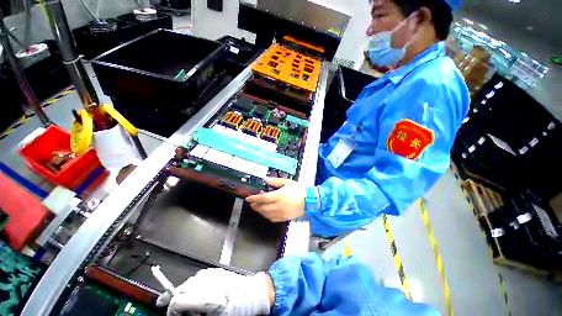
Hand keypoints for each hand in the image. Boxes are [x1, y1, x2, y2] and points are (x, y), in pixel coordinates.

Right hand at [156, 268, 271, 315]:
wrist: (253, 294)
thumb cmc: (238, 310)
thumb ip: (195, 315)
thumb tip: (181, 314)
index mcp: (208, 299)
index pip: (179, 301)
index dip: (170, 310)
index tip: (171, 315)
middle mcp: (209, 283)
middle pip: (182, 289)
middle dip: (174, 299)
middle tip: (173, 310)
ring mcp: (213, 274)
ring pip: (189, 281)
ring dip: (183, 291)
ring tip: (186, 302)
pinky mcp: (216, 270)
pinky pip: (199, 276)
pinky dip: (193, 284)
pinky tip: (197, 291)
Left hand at [246, 177, 305, 221]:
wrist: (310, 200)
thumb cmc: (299, 189)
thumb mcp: (287, 182)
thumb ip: (275, 181)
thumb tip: (265, 179)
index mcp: (278, 196)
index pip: (262, 198)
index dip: (253, 198)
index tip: (248, 198)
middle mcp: (278, 206)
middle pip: (262, 208)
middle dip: (255, 206)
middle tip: (252, 203)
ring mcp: (281, 214)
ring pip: (266, 214)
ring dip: (260, 211)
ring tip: (258, 207)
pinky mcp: (285, 218)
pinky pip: (273, 219)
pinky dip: (267, 216)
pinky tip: (266, 213)